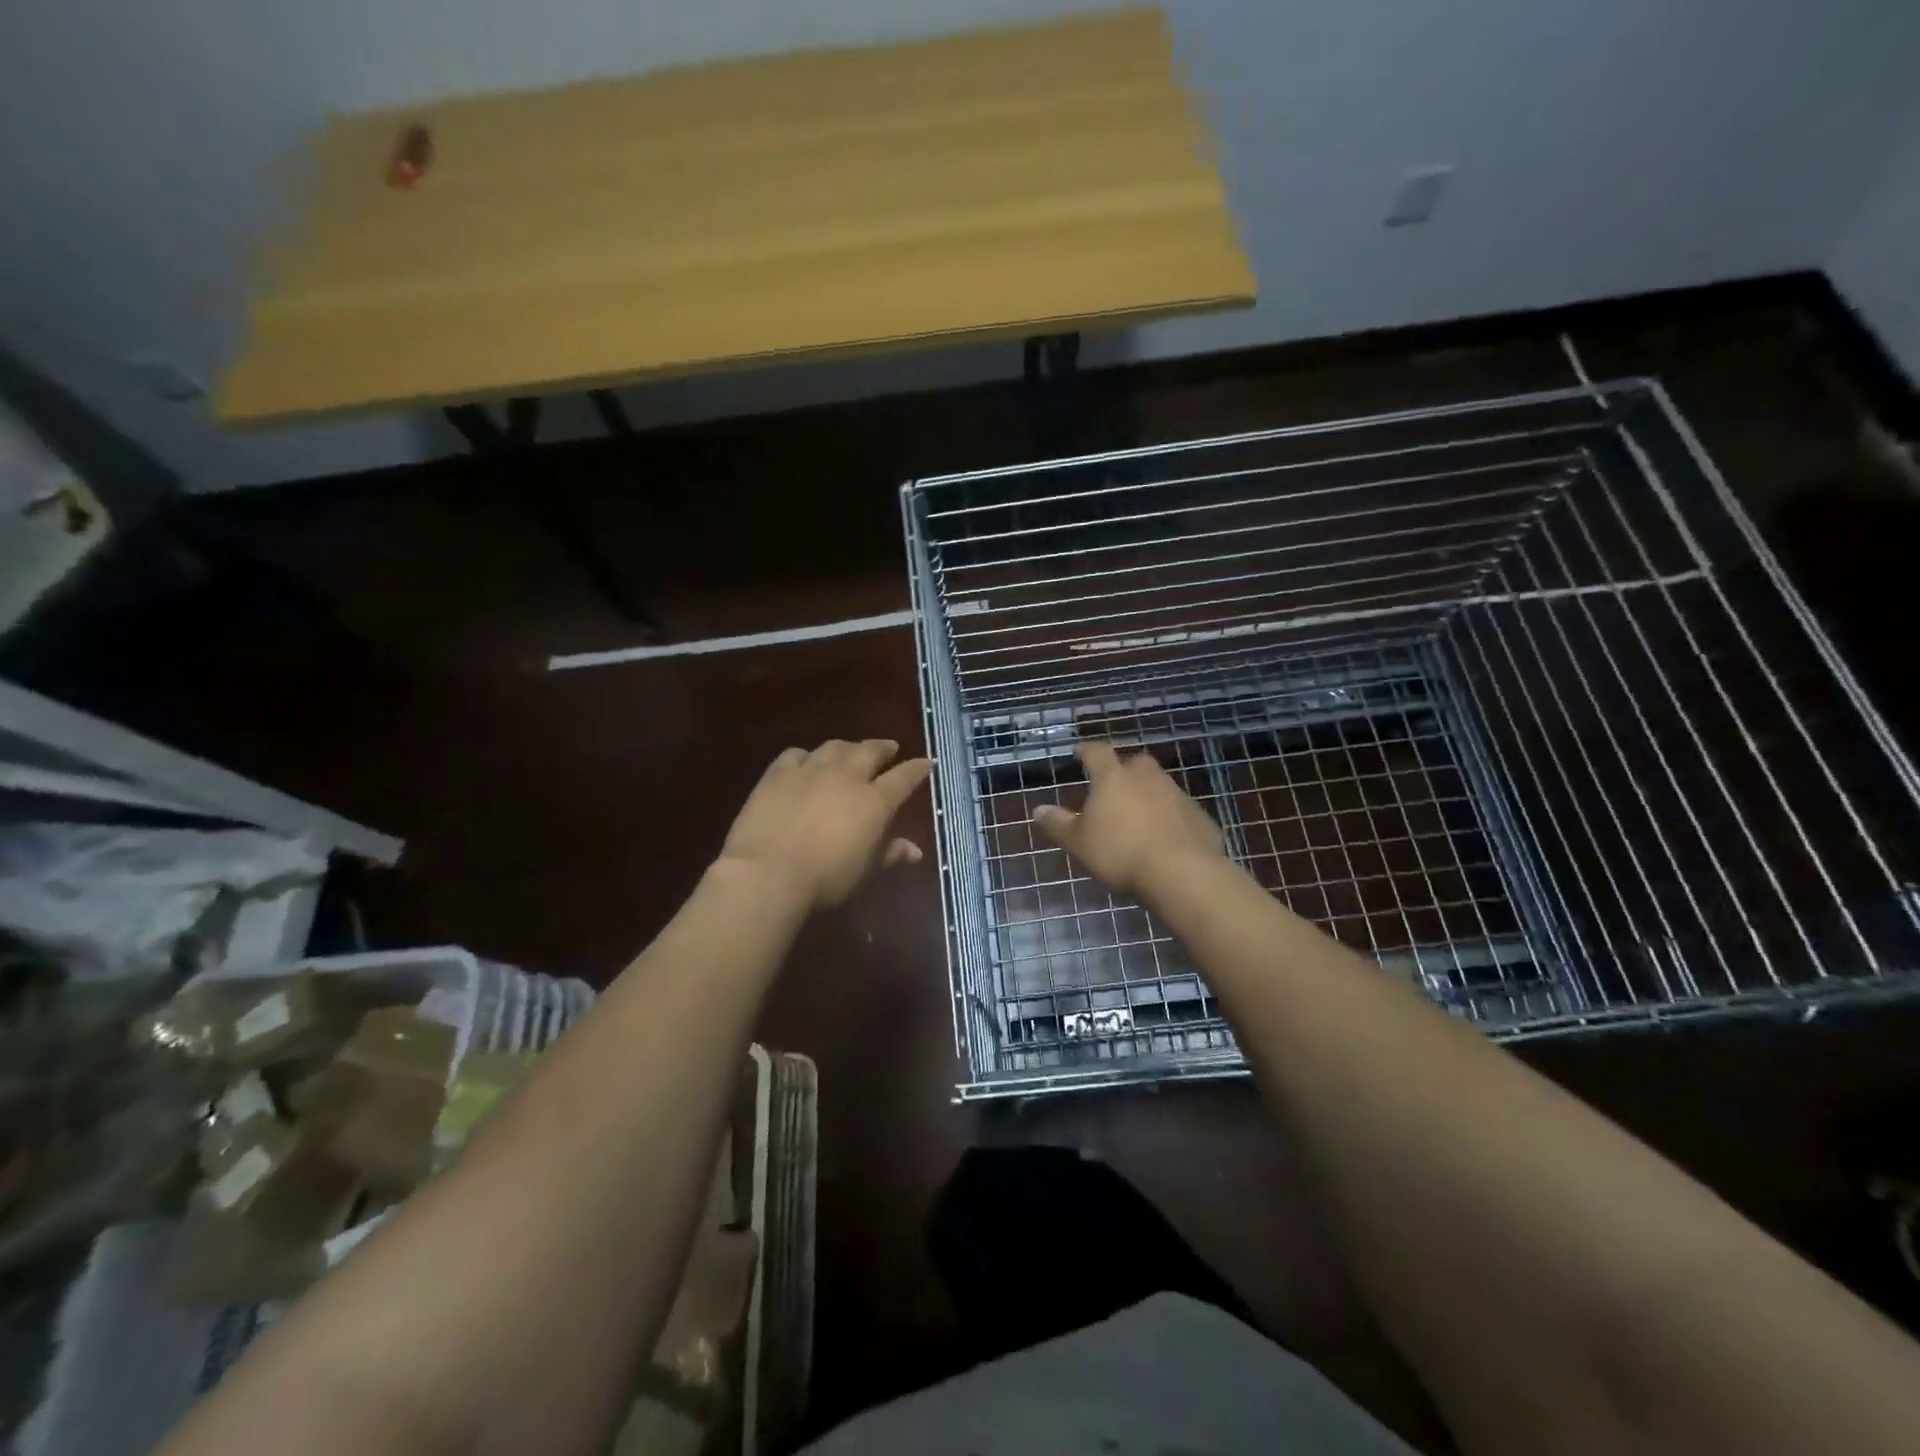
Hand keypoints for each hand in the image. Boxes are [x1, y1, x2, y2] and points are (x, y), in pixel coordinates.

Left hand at [717, 740, 931, 910]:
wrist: (769, 873)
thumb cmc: (826, 879)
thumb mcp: (865, 870)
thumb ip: (890, 853)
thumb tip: (916, 851)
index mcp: (874, 801)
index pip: (904, 777)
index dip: (917, 769)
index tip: (926, 762)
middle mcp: (847, 776)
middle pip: (870, 751)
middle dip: (883, 748)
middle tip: (890, 748)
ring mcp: (811, 770)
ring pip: (835, 747)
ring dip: (848, 747)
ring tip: (851, 750)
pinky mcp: (778, 773)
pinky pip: (796, 754)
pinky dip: (807, 756)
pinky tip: (806, 761)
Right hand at [1033, 742, 1225, 897]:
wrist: (1182, 873)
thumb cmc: (1120, 853)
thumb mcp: (1079, 843)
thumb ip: (1058, 824)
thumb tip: (1038, 810)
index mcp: (1113, 778)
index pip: (1097, 752)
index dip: (1087, 751)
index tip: (1080, 753)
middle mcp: (1147, 777)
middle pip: (1134, 763)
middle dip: (1124, 771)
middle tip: (1113, 787)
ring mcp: (1178, 794)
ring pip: (1160, 786)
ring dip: (1149, 795)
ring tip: (1138, 817)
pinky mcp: (1199, 816)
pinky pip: (1180, 811)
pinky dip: (1171, 818)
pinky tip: (1165, 839)